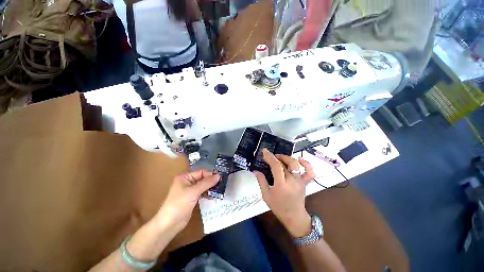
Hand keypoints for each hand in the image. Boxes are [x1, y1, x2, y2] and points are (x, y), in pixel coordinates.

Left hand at [154, 169, 219, 232]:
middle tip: (221, 184)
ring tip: (219, 190)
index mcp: (185, 177)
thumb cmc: (179, 204)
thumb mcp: (194, 192)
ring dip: (210, 188)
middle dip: (211, 181)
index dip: (210, 175)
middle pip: (202, 178)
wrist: (169, 224)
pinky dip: (207, 193)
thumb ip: (207, 183)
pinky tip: (213, 196)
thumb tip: (218, 176)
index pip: (201, 172)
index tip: (220, 179)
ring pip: (203, 186)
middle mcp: (187, 182)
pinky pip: (202, 193)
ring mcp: (190, 191)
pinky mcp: (192, 198)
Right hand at [254, 149, 314, 236]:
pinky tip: (300, 159)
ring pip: (295, 164)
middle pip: (284, 164)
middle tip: (270, 156)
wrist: (295, 217)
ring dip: (286, 158)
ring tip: (279, 157)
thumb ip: (261, 182)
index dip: (270, 157)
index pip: (276, 166)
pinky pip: (309, 172)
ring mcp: (300, 181)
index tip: (265, 151)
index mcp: (281, 185)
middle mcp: (292, 181)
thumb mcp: (266, 195)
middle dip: (275, 157)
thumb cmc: (279, 207)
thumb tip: (256, 171)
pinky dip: (306, 164)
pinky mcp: (305, 182)